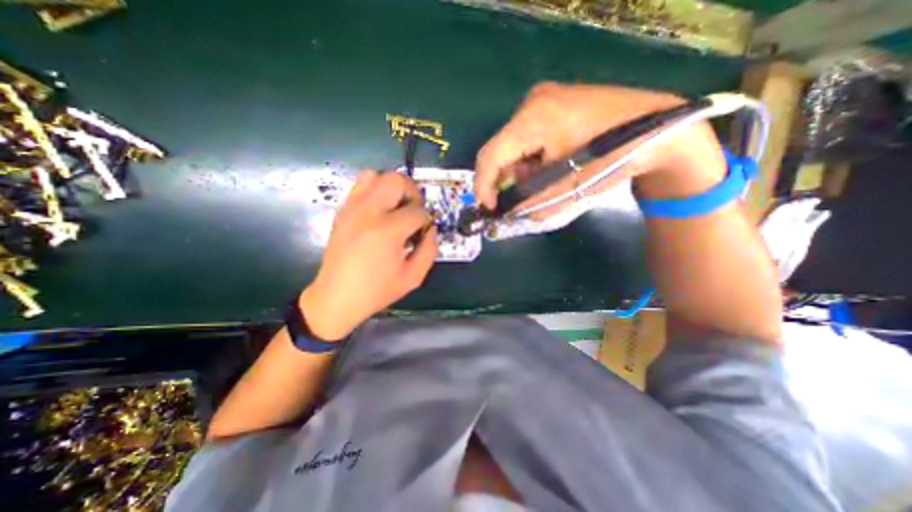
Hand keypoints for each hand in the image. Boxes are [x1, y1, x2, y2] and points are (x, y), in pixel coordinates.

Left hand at [300, 169, 437, 338]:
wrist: (336, 297)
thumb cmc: (376, 290)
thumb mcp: (413, 277)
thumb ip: (429, 250)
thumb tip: (431, 229)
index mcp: (387, 231)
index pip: (418, 211)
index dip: (426, 220)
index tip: (424, 231)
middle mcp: (368, 212)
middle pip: (397, 180)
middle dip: (412, 192)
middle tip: (414, 211)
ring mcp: (352, 208)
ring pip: (376, 175)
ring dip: (392, 187)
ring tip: (396, 207)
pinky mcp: (343, 211)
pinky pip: (360, 185)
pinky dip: (375, 190)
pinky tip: (380, 211)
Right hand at [478, 81, 727, 219]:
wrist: (659, 128)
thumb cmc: (613, 157)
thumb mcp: (567, 188)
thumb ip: (529, 202)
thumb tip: (507, 212)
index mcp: (533, 119)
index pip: (491, 155)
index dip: (483, 185)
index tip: (487, 209)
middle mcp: (533, 103)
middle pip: (501, 150)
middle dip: (505, 180)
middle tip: (515, 201)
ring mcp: (544, 99)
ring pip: (514, 145)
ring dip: (520, 170)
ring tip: (541, 184)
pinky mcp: (553, 104)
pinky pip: (528, 137)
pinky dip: (531, 159)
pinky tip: (549, 167)